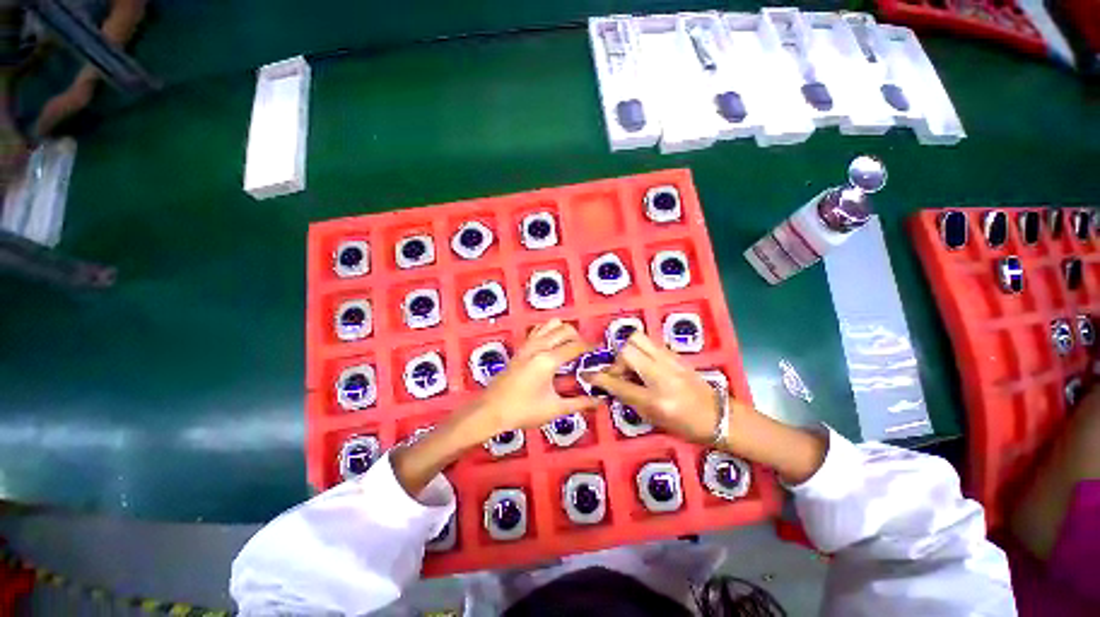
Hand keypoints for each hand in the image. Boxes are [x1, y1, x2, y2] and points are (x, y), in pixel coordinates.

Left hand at [394, 320, 596, 495]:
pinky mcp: (521, 348)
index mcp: (548, 360)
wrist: (490, 411)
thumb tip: (601, 401)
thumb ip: (580, 403)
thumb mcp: (554, 409)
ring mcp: (528, 345)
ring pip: (550, 325)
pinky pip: (538, 331)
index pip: (575, 346)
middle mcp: (539, 346)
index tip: (600, 351)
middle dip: (578, 337)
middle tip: (585, 352)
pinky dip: (549, 331)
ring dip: (563, 331)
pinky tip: (552, 345)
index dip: (590, 347)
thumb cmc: (523, 411)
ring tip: (570, 347)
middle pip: (564, 329)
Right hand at [589, 332, 744, 443]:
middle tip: (621, 374)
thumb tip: (612, 384)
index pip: (619, 383)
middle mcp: (661, 374)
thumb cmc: (687, 426)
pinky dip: (641, 351)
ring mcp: (670, 360)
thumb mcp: (654, 418)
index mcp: (655, 398)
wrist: (719, 416)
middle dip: (618, 360)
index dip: (599, 378)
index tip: (586, 374)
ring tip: (632, 366)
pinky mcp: (675, 354)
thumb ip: (630, 399)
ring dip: (629, 351)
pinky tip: (645, 364)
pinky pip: (650, 343)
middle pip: (628, 349)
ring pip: (638, 339)